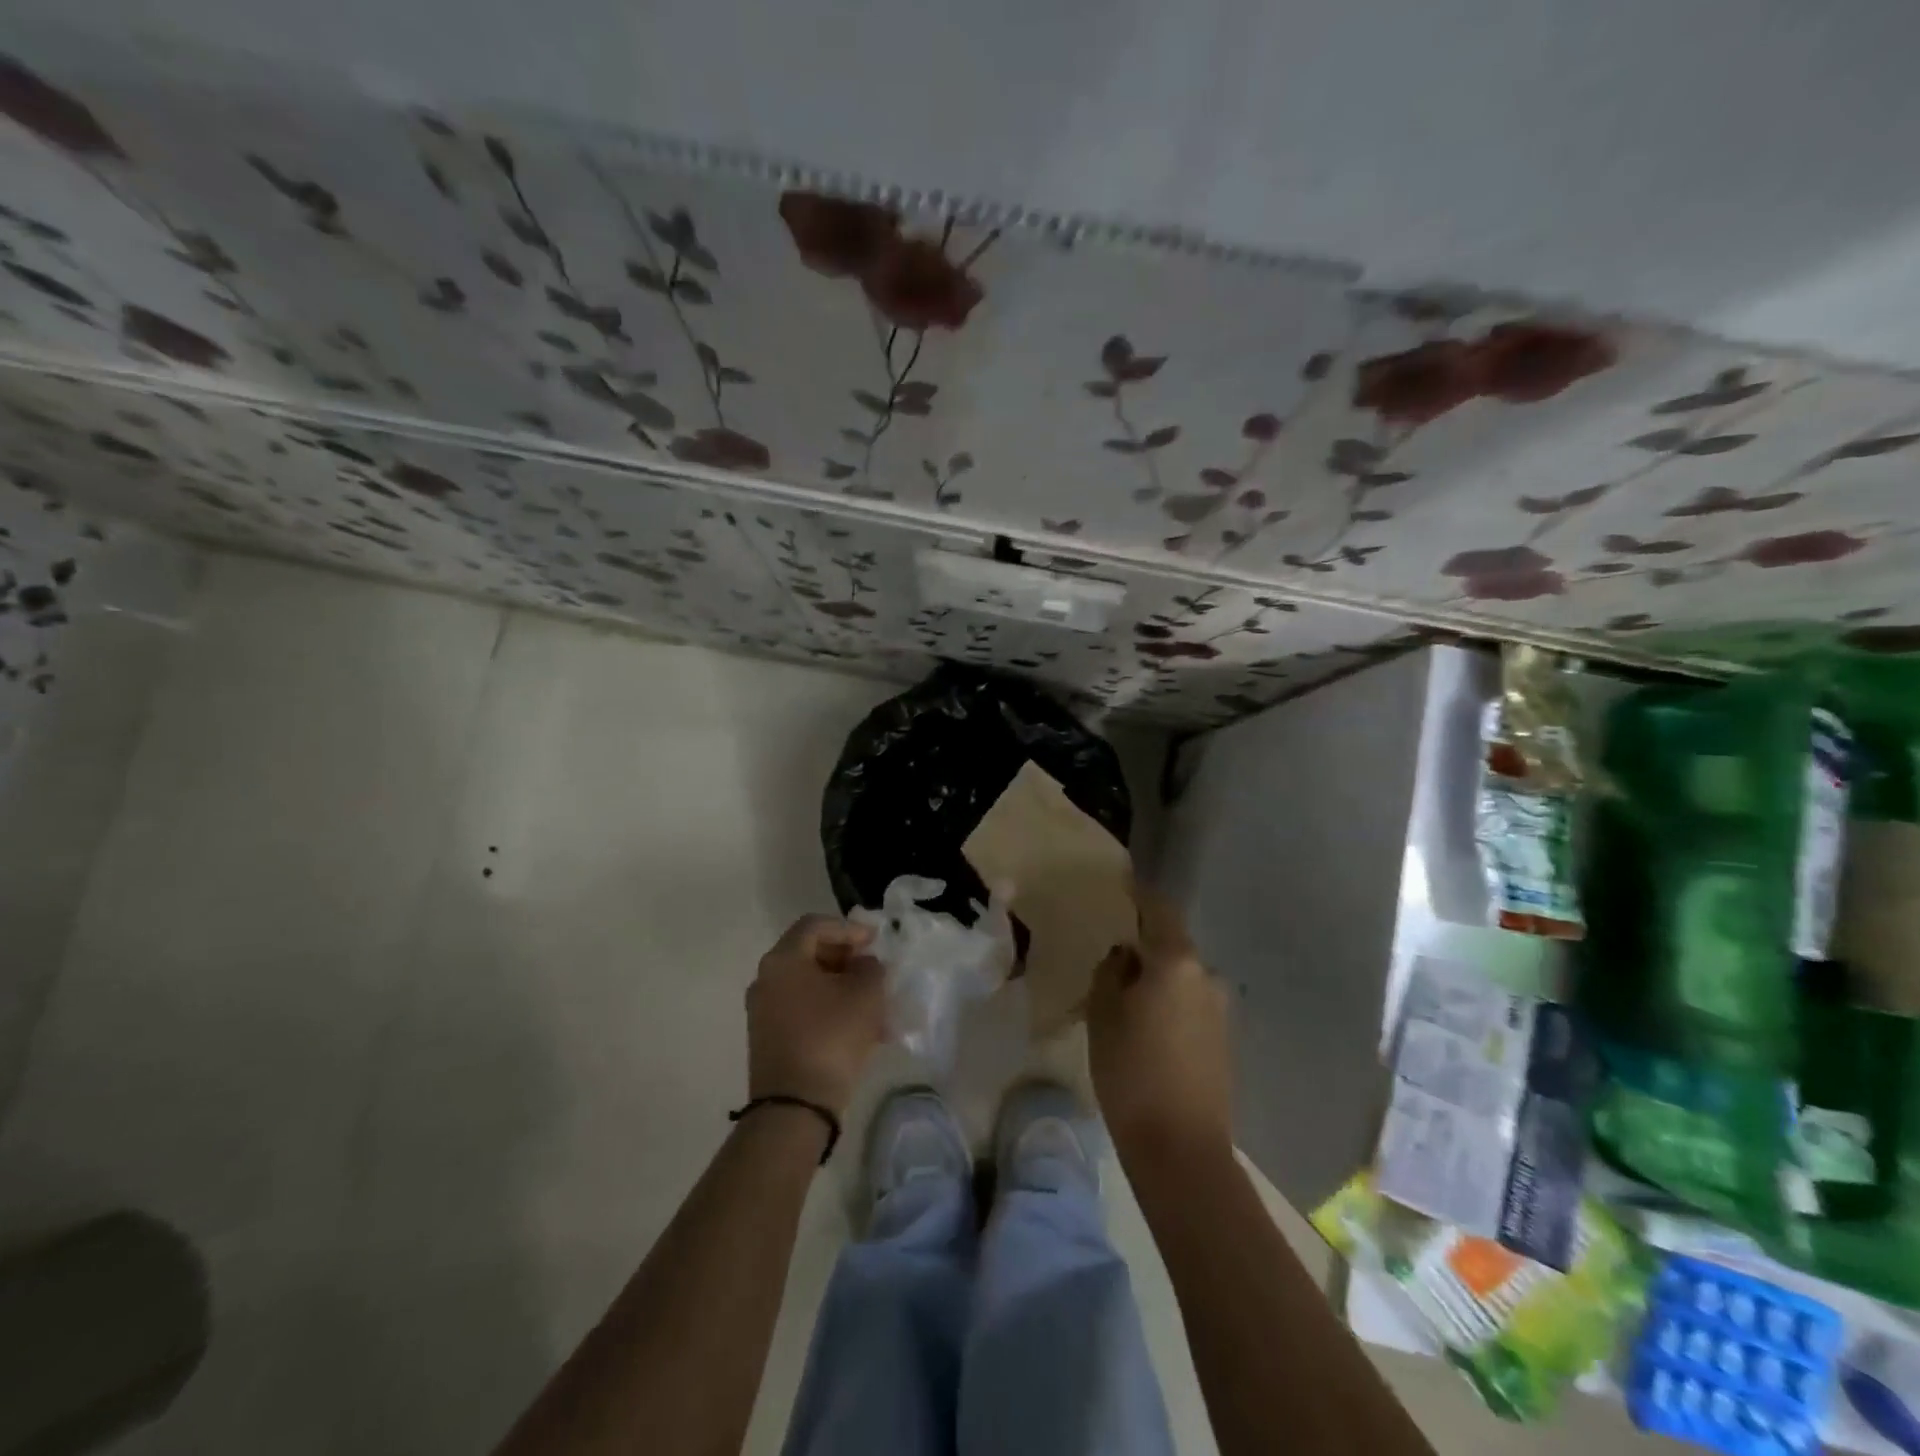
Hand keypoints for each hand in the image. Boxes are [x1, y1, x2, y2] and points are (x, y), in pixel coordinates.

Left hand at [747, 915, 886, 1114]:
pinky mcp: (769, 1038)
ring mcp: (764, 1011)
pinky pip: (804, 1009)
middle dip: (847, 958)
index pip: (815, 925)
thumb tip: (864, 965)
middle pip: (809, 953)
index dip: (849, 927)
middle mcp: (766, 979)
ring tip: (875, 1003)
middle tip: (874, 968)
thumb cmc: (831, 1037)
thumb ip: (871, 968)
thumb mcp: (865, 995)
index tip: (876, 940)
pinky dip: (830, 1009)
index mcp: (783, 960)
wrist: (795, 1107)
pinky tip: (861, 1028)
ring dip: (842, 986)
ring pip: (809, 984)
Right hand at [1088, 888, 1234, 1167]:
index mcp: (1176, 961)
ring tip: (1127, 999)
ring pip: (1181, 977)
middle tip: (1113, 958)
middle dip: (1145, 946)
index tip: (1123, 886)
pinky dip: (1170, 1002)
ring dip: (1157, 978)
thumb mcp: (1103, 1015)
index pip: (1159, 910)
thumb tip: (1125, 955)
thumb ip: (1111, 972)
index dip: (1140, 895)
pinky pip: (1192, 1003)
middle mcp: (1207, 975)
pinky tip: (1149, 1026)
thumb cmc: (1131, 1072)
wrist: (1182, 1148)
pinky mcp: (1225, 1038)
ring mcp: (1222, 1008)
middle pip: (1172, 946)